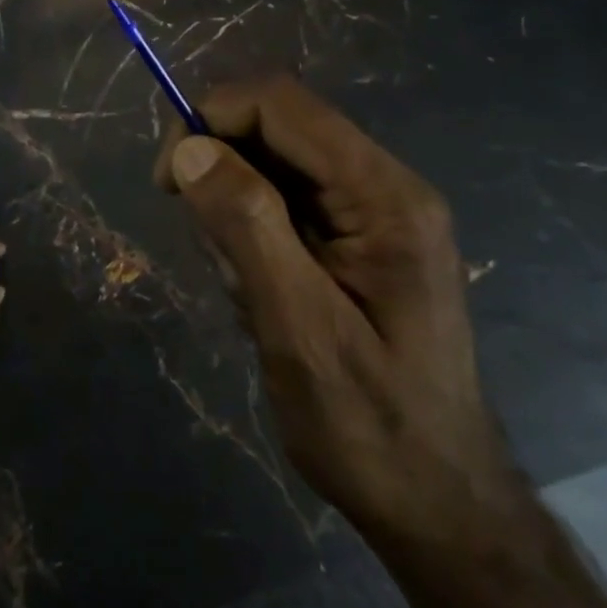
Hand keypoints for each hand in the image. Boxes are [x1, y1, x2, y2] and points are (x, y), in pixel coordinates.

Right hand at [154, 77, 523, 552]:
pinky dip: (253, 239)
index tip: (168, 178)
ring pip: (273, 168)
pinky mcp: (358, 239)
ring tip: (250, 296)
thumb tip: (189, 148)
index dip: (213, 118)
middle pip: (278, 129)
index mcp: (384, 196)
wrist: (438, 503)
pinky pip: (285, 206)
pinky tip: (263, 299)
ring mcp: (374, 213)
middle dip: (223, 173)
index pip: (282, 105)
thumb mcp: (298, 329)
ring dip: (237, 217)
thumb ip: (247, 228)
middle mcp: (385, 187)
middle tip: (215, 255)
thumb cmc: (370, 427)